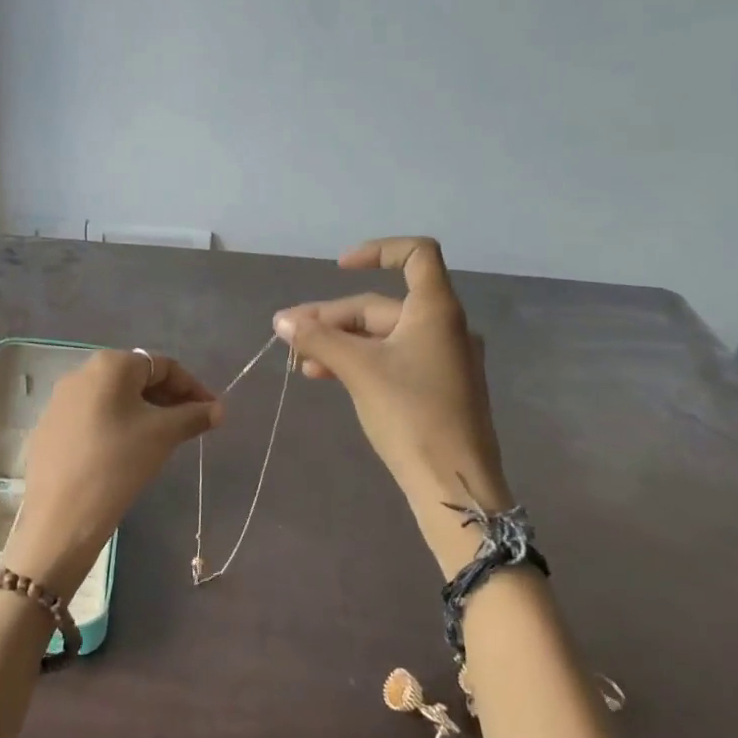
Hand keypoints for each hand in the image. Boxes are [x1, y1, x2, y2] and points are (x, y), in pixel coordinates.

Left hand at [7, 348, 222, 594]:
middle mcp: (81, 372)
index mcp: (110, 364)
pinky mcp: (50, 427)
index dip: (193, 387)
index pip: (163, 365)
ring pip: (114, 399)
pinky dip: (117, 426)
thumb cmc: (118, 463)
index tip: (212, 412)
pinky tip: (126, 453)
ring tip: (163, 441)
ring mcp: (61, 400)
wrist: (60, 515)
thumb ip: (194, 416)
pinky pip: (94, 417)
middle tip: (191, 427)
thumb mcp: (163, 435)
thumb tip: (218, 409)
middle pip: (137, 378)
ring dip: (144, 413)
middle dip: (168, 399)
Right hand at [274, 237, 506, 572]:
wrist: (454, 485)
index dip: (376, 251)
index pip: (417, 255)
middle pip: (381, 305)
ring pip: (381, 336)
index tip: (338, 268)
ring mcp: (442, 359)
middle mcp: (444, 327)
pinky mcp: (435, 388)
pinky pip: (391, 359)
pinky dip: (358, 361)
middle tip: (289, 335)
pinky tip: (326, 376)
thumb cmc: (411, 415)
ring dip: (339, 342)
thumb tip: (282, 321)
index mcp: (436, 311)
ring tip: (300, 361)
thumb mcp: (358, 371)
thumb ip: (319, 339)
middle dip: (332, 317)